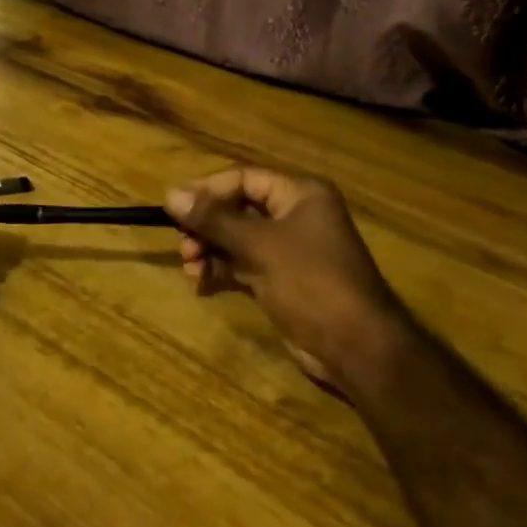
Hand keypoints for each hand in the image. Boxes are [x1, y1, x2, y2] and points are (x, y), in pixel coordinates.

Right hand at [166, 169, 407, 391]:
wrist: (355, 347)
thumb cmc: (311, 282)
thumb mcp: (259, 246)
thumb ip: (213, 220)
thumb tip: (170, 194)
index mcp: (300, 195)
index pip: (244, 179)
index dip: (207, 190)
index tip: (173, 208)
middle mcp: (295, 216)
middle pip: (238, 209)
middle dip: (206, 226)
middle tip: (182, 245)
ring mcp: (289, 250)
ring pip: (237, 239)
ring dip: (209, 250)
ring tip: (189, 268)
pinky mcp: (282, 280)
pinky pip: (242, 265)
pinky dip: (221, 270)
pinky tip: (200, 282)